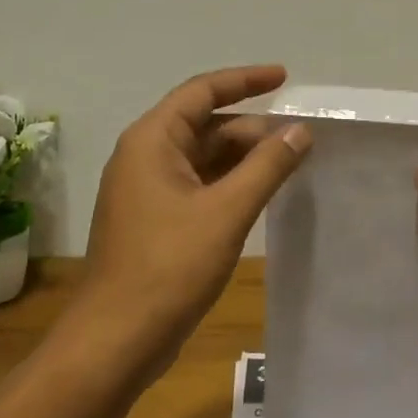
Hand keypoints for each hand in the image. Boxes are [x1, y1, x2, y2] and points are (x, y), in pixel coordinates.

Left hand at [81, 65, 310, 373]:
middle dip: (252, 128)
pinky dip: (231, 183)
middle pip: (205, 125)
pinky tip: (262, 194)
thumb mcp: (227, 211)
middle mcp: (145, 157)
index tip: (284, 78)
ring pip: (204, 157)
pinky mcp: (156, 221)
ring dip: (244, 157)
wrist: (116, 339)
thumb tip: (300, 131)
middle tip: (300, 139)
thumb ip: (268, 166)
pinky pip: (200, 185)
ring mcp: (148, 191)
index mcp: (152, 141)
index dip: (245, 80)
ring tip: (290, 164)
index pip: (202, 92)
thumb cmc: (169, 267)